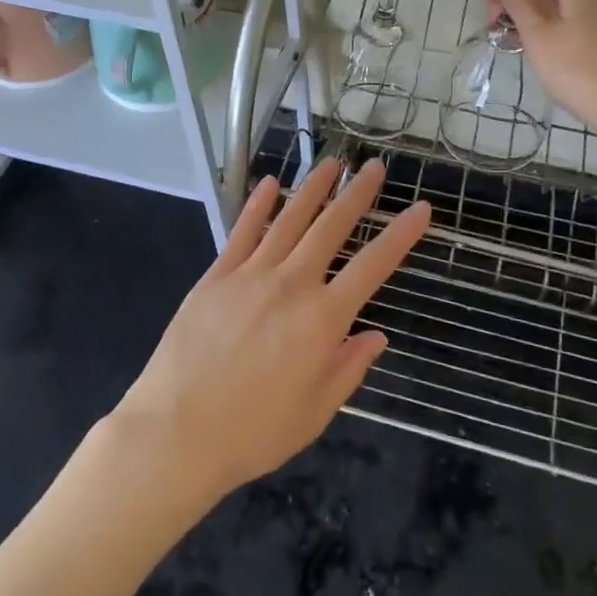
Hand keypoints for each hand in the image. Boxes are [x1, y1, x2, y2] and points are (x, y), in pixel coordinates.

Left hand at [112, 158, 430, 503]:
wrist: (175, 432)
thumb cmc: (253, 431)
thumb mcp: (315, 412)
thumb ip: (349, 368)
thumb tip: (376, 335)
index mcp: (322, 319)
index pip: (373, 266)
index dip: (401, 235)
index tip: (421, 209)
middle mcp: (291, 284)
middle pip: (331, 228)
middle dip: (357, 194)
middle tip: (375, 166)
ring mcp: (251, 275)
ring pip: (289, 220)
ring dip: (313, 188)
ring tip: (332, 163)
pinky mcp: (216, 276)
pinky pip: (242, 232)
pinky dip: (258, 205)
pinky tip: (270, 184)